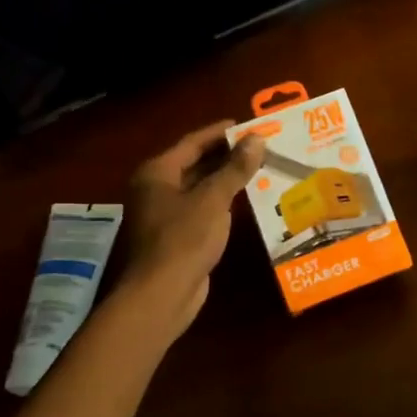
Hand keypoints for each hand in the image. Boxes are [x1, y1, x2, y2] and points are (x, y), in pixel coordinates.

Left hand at [123, 121, 264, 336]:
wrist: (163, 293)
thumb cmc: (184, 239)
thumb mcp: (213, 199)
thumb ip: (235, 168)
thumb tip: (257, 138)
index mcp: (157, 172)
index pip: (192, 142)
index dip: (220, 132)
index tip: (248, 124)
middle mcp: (156, 188)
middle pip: (195, 163)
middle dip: (226, 154)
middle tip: (260, 145)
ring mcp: (165, 213)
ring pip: (200, 186)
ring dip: (226, 177)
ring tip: (259, 167)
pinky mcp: (177, 234)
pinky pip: (203, 207)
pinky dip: (223, 200)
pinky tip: (247, 198)